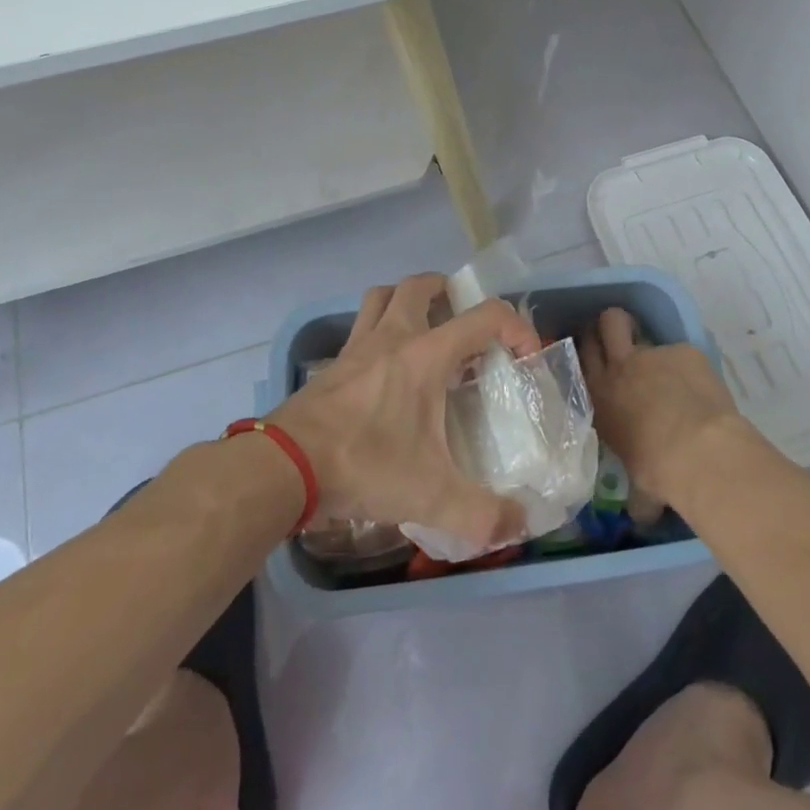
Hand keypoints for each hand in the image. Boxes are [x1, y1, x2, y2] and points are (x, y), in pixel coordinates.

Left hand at [271, 272, 540, 551]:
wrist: (284, 466)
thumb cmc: (364, 464)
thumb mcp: (431, 495)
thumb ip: (483, 514)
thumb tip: (521, 524)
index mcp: (425, 354)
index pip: (484, 316)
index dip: (516, 327)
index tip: (525, 356)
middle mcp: (391, 337)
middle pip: (420, 286)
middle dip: (448, 291)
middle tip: (462, 318)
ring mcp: (355, 348)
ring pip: (381, 297)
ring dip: (405, 301)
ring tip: (422, 329)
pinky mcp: (331, 367)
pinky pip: (358, 330)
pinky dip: (376, 334)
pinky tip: (383, 371)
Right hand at [579, 307, 745, 507]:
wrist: (698, 451)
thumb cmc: (658, 472)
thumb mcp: (636, 484)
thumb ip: (635, 491)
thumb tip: (641, 516)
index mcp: (600, 397)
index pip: (583, 355)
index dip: (590, 347)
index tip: (597, 351)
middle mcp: (620, 368)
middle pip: (607, 323)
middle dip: (611, 326)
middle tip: (623, 340)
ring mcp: (653, 354)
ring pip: (642, 333)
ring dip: (654, 352)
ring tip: (670, 372)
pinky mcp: (685, 350)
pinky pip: (682, 353)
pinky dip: (689, 367)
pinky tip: (701, 389)